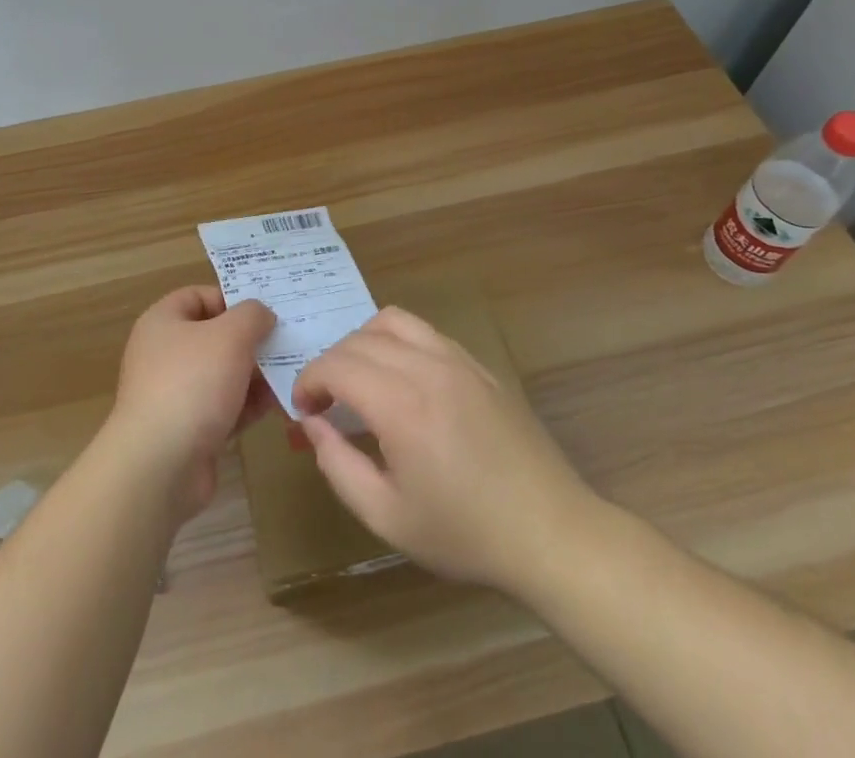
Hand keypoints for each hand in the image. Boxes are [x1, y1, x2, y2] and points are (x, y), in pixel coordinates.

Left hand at [107, 286, 277, 517]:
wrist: (160, 465)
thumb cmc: (192, 383)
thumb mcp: (230, 336)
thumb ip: (251, 316)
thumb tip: (262, 314)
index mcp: (163, 322)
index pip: (199, 296)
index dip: (233, 298)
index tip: (267, 310)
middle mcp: (164, 354)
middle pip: (214, 337)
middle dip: (251, 340)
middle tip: (289, 341)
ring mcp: (175, 394)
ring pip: (223, 374)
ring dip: (255, 375)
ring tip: (293, 373)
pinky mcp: (189, 430)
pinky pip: (224, 408)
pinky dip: (249, 405)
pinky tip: (280, 405)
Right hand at [292, 306, 601, 590]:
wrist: (551, 532)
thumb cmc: (465, 533)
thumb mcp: (388, 517)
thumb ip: (339, 466)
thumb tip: (313, 424)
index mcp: (401, 405)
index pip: (336, 365)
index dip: (309, 380)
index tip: (303, 409)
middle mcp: (426, 367)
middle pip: (358, 340)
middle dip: (330, 364)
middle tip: (324, 403)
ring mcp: (457, 359)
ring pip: (392, 321)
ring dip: (362, 342)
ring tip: (359, 378)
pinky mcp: (478, 364)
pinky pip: (425, 331)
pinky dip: (397, 340)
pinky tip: (400, 377)